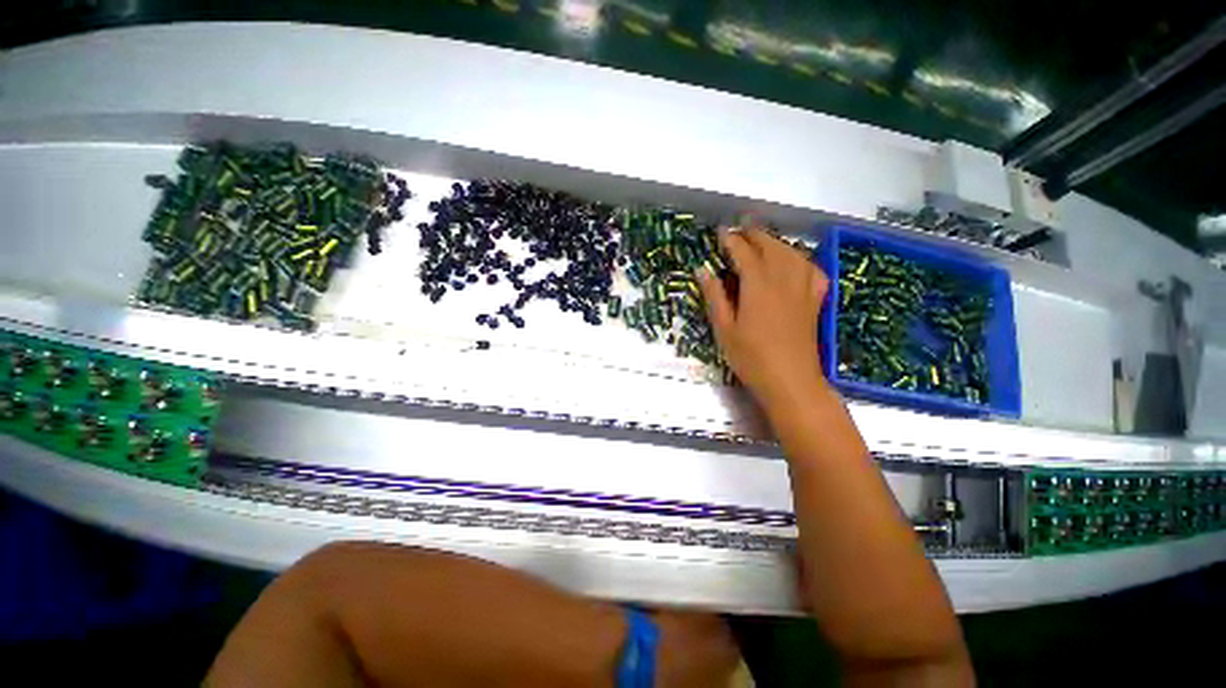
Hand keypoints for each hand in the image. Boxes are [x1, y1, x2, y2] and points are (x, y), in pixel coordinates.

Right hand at [697, 227, 830, 415]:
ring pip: (792, 253)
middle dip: (754, 234)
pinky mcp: (815, 301)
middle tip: (740, 229)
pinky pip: (812, 270)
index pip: (743, 253)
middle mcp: (783, 279)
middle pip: (770, 246)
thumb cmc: (750, 357)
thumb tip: (702, 270)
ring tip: (763, 240)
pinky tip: (796, 262)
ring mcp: (803, 289)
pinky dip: (802, 260)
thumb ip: (714, 296)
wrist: (791, 381)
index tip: (721, 231)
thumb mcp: (724, 328)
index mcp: (758, 286)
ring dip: (776, 242)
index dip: (731, 240)